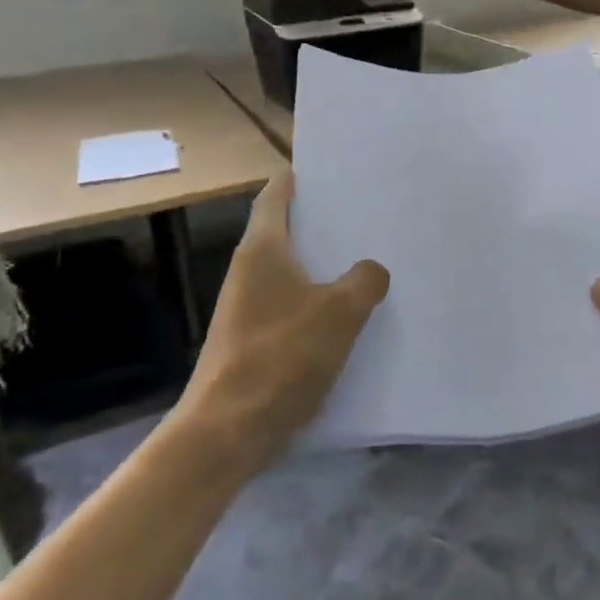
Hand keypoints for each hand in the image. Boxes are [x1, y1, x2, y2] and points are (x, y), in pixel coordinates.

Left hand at [177, 172, 388, 472]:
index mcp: (262, 249)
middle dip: (323, 222)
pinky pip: (292, 306)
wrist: (228, 430)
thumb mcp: (339, 312)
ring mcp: (248, 308)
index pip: (276, 195)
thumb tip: (370, 272)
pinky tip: (350, 316)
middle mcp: (249, 271)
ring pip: (292, 272)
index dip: (299, 178)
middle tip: (367, 215)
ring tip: (368, 260)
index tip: (331, 169)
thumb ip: (364, 281)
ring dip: (324, 266)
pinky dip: (318, 301)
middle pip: (287, 232)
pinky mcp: (253, 341)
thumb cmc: (281, 356)